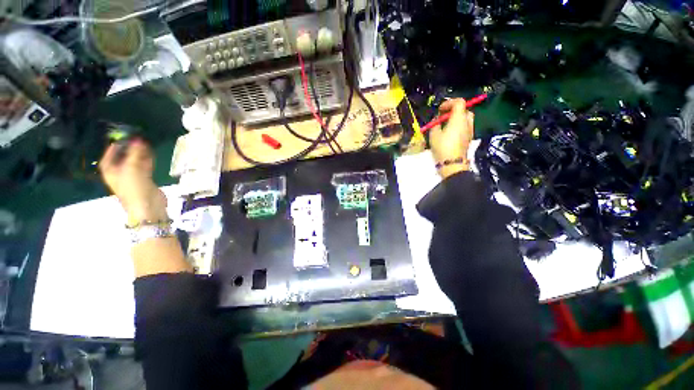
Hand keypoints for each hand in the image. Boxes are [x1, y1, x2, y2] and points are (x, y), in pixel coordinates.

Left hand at [99, 139, 167, 225]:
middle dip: (130, 149)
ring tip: (146, 145)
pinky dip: (147, 160)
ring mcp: (133, 177)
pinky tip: (151, 154)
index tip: (122, 138)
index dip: (114, 148)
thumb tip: (138, 139)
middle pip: (123, 158)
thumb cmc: (134, 187)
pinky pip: (145, 167)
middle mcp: (120, 173)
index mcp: (111, 172)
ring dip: (140, 154)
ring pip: (135, 162)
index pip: (109, 157)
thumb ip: (135, 153)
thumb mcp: (132, 168)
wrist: (148, 205)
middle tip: (137, 140)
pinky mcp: (145, 180)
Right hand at [429, 99, 474, 178]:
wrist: (452, 163)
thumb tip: (437, 119)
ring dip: (456, 119)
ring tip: (446, 126)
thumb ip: (435, 124)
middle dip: (454, 111)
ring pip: (465, 119)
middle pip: (464, 110)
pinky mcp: (469, 138)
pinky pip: (465, 127)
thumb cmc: (442, 147)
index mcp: (458, 119)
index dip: (449, 102)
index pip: (459, 102)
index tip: (440, 110)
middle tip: (443, 117)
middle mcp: (467, 122)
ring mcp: (470, 131)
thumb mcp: (434, 135)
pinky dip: (458, 126)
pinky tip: (449, 134)